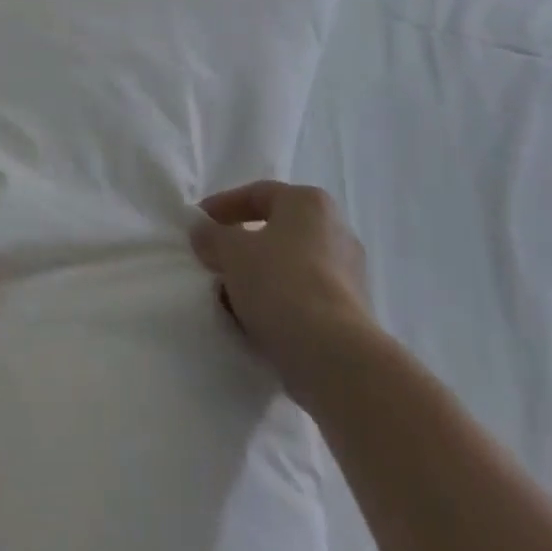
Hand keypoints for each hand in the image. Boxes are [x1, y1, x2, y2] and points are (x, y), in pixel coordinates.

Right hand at [192, 181, 373, 409]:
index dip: (223, 207)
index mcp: (309, 202)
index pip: (257, 194)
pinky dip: (278, 305)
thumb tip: (202, 231)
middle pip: (276, 231)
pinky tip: (254, 324)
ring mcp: (349, 273)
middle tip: (213, 262)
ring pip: (289, 267)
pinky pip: (304, 298)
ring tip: (228, 299)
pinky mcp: (353, 314)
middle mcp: (335, 229)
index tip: (198, 226)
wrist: (333, 356)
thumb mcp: (232, 252)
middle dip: (241, 248)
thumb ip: (212, 236)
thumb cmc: (280, 284)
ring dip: (258, 279)